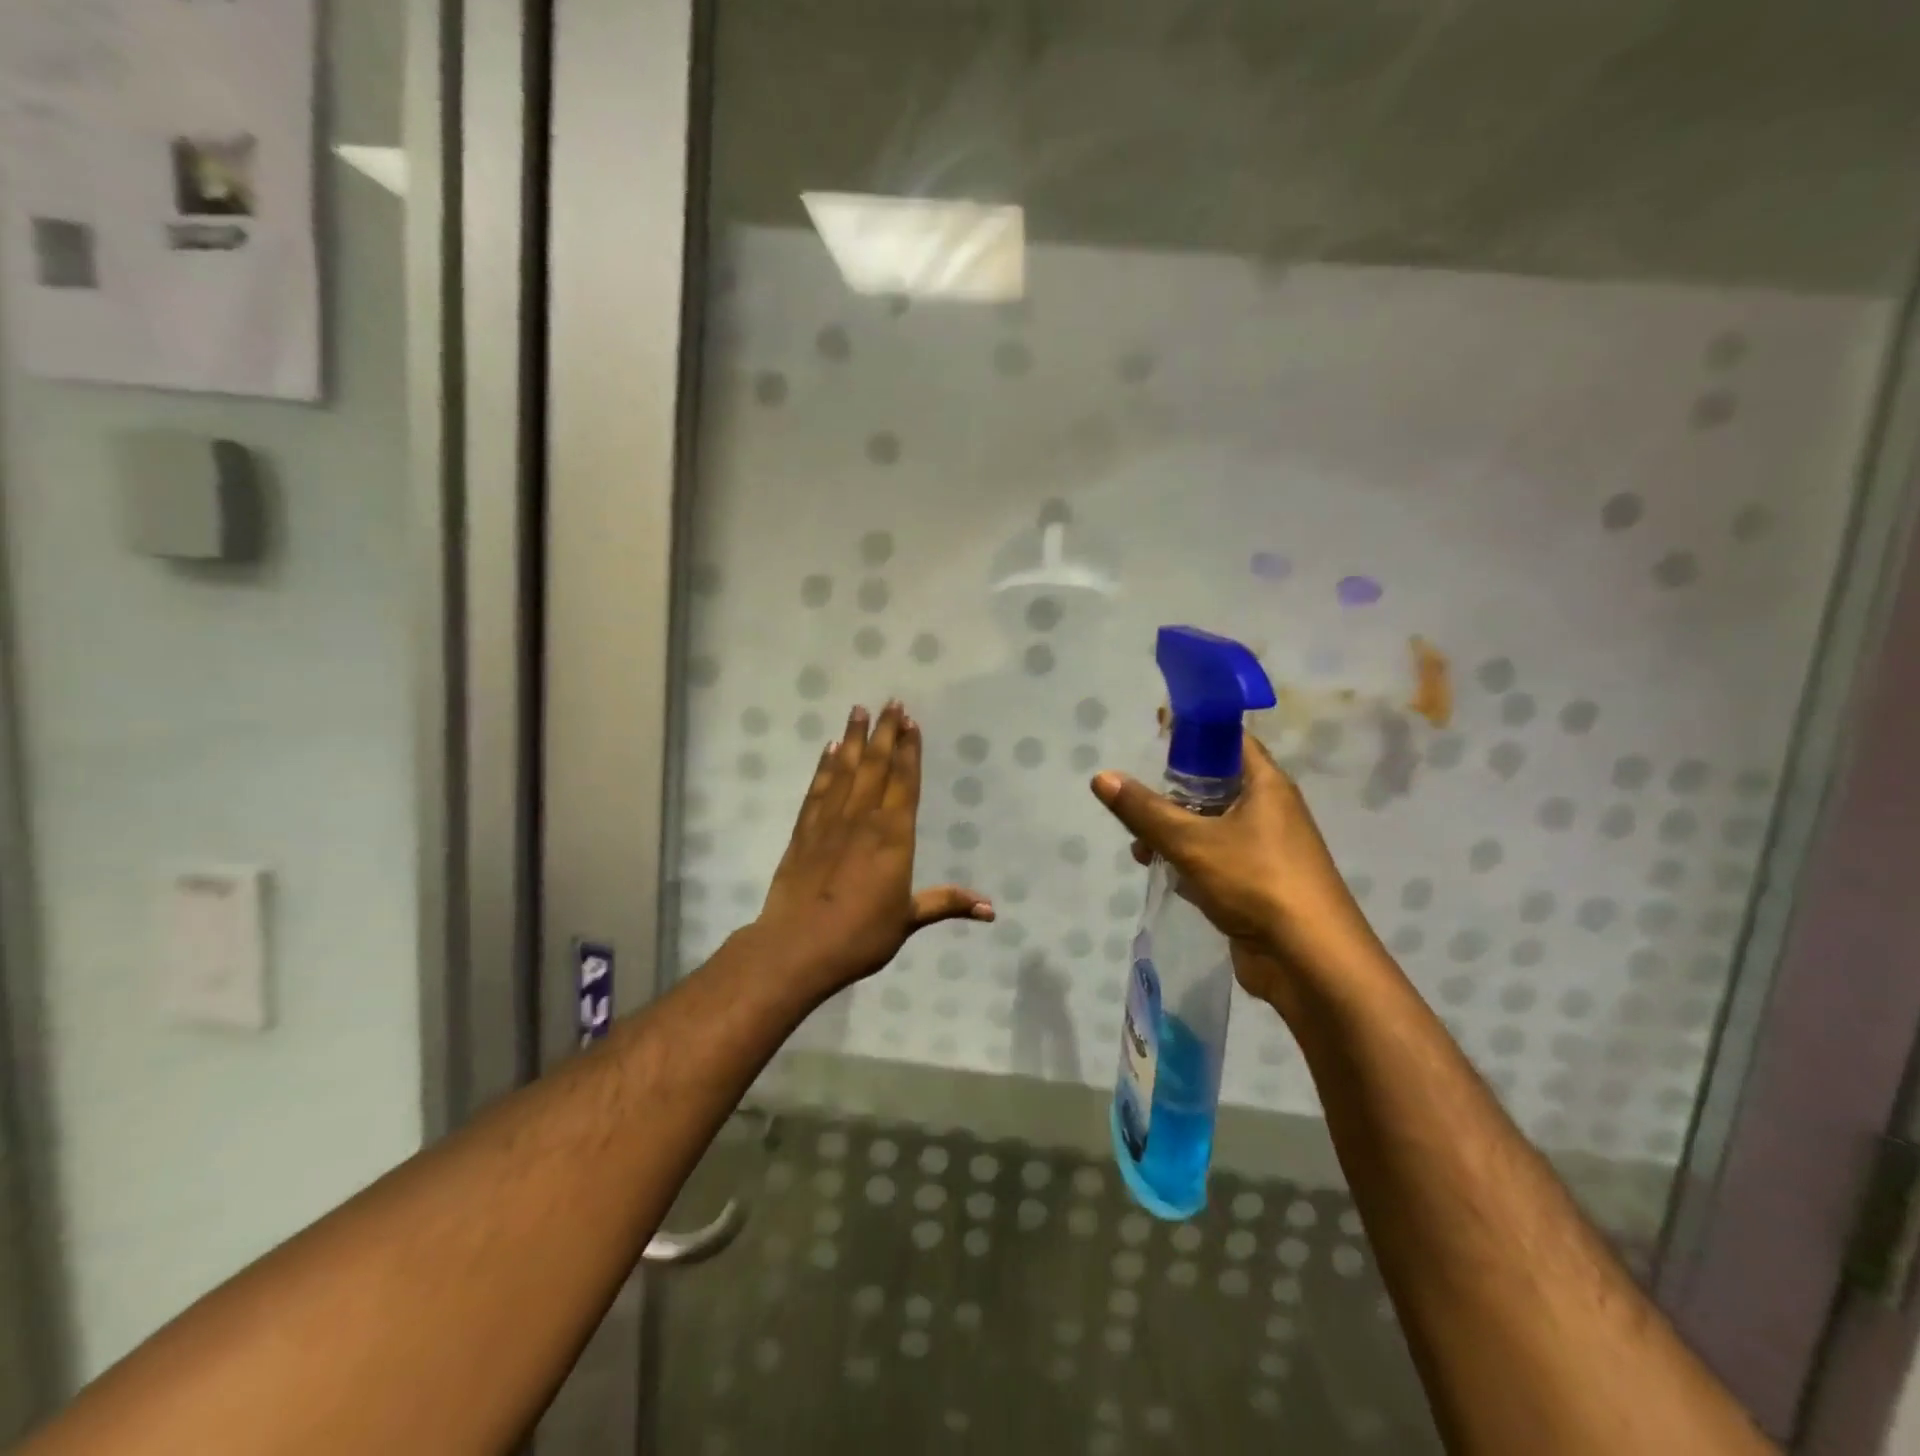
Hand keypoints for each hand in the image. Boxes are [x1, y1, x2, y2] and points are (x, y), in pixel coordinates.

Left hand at [754, 702, 993, 998]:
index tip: (911, 722)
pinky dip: (825, 766)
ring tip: (859, 709)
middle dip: (885, 732)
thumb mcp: (907, 920)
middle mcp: (863, 818)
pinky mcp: (804, 830)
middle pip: (876, 766)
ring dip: (854, 738)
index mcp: (893, 836)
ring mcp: (830, 821)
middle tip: (891, 702)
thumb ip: (946, 903)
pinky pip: (818, 788)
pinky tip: (830, 749)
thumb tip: (992, 909)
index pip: (905, 782)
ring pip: (846, 769)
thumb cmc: (860, 935)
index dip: (909, 750)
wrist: (796, 947)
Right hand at [1089, 733, 1378, 1004]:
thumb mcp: (1191, 841)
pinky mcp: (1257, 882)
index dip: (1193, 730)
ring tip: (1139, 847)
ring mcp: (1266, 849)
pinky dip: (1188, 859)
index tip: (1155, 728)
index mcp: (1266, 785)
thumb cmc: (1256, 882)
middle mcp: (1270, 810)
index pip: (1229, 739)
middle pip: (1215, 784)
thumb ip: (1144, 810)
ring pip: (1211, 825)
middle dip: (1173, 791)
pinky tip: (1161, 872)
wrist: (1310, 960)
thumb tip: (1101, 776)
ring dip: (1174, 831)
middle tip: (1136, 796)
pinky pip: (1216, 857)